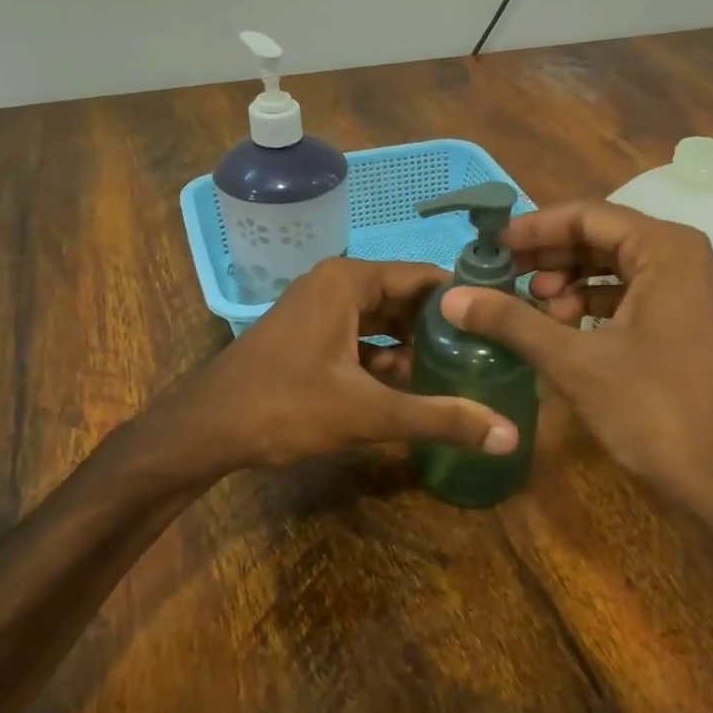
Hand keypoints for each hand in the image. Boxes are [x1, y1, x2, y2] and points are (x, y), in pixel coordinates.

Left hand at [163, 257, 518, 475]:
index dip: (465, 300)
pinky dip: (387, 358)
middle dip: (443, 327)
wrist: (202, 431)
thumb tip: (510, 435)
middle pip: (406, 298)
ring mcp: (318, 310)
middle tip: (489, 352)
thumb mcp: (368, 413)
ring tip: (462, 370)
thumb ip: (440, 418)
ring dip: (416, 346)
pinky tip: (413, 387)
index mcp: (350, 281)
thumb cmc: (284, 407)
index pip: (426, 277)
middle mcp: (335, 285)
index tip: (503, 323)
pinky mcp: (309, 337)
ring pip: (383, 321)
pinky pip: (361, 338)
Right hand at [442, 202, 712, 514]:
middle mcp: (687, 258)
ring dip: (572, 283)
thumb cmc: (653, 409)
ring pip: (619, 268)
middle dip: (552, 257)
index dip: (535, 229)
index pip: (589, 216)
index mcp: (668, 250)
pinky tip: (564, 328)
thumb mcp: (575, 361)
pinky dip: (596, 306)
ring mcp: (695, 292)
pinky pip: (636, 296)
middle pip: (605, 239)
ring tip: (532, 307)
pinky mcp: (692, 323)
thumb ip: (512, 321)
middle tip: (505, 277)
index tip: (493, 246)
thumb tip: (451, 297)